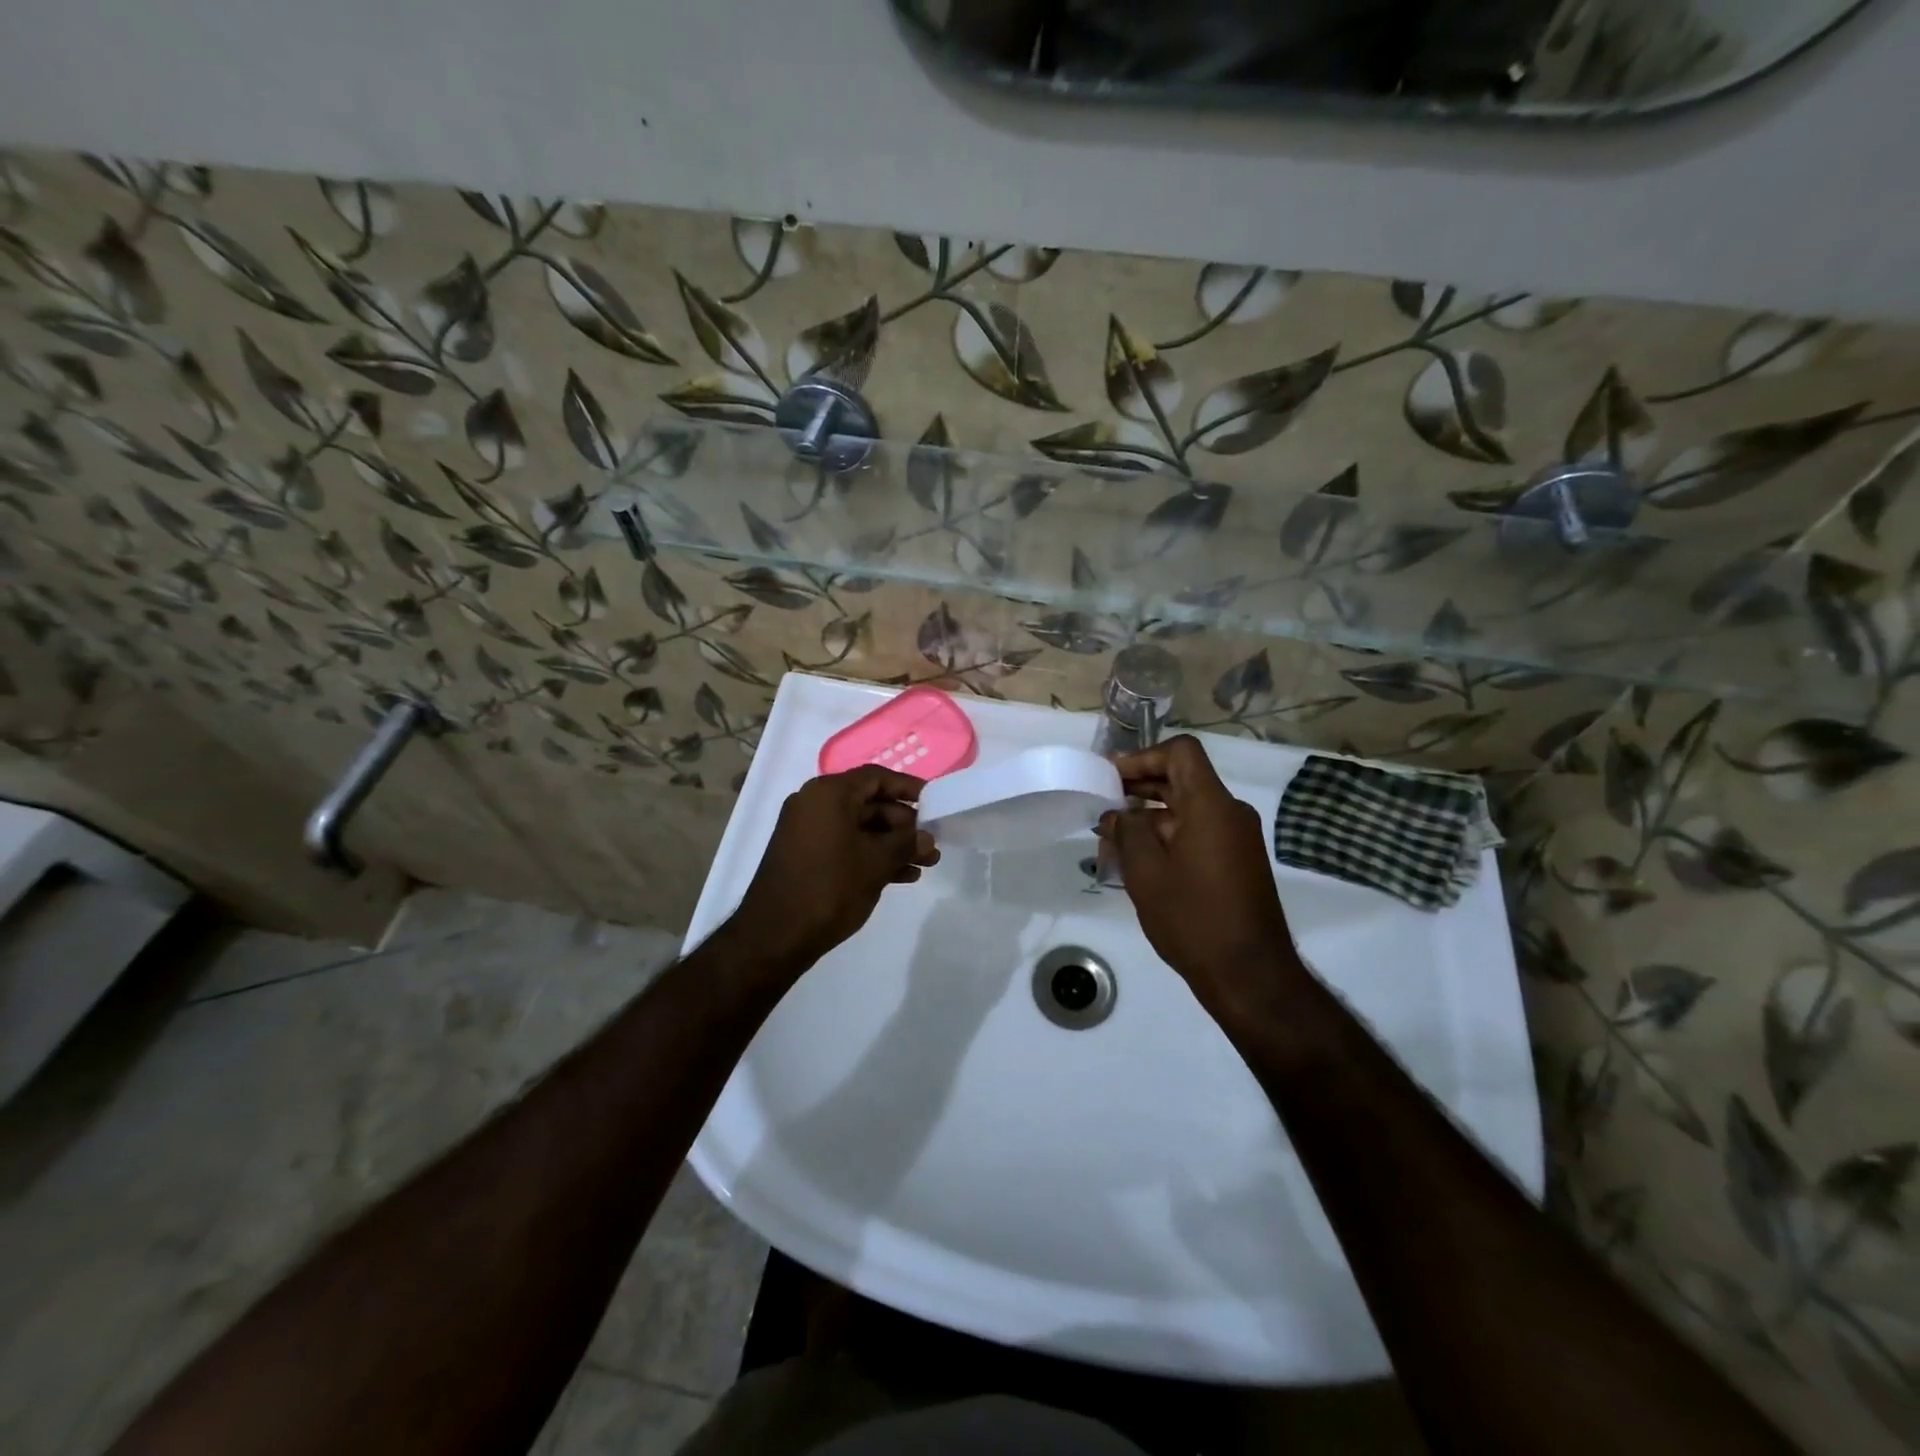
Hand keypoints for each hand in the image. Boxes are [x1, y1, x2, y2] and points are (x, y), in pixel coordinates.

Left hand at [730, 766, 938, 971]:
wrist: (775, 935)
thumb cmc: (830, 887)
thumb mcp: (877, 863)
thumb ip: (906, 844)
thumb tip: (926, 838)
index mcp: (828, 794)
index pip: (876, 777)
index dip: (908, 787)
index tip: (934, 801)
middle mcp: (814, 804)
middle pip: (869, 803)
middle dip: (904, 824)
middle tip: (931, 843)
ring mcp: (807, 831)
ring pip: (860, 828)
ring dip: (893, 844)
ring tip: (925, 864)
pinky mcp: (805, 855)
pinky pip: (846, 845)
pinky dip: (871, 856)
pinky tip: (902, 876)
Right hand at [1097, 735, 1304, 1026]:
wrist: (1250, 975)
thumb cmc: (1193, 918)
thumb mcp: (1146, 872)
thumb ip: (1127, 831)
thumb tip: (1118, 814)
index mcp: (1212, 805)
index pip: (1181, 752)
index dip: (1143, 756)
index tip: (1111, 778)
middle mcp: (1230, 813)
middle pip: (1182, 779)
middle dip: (1139, 787)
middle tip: (1102, 803)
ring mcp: (1237, 839)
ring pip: (1188, 809)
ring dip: (1150, 816)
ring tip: (1111, 838)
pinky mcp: (1237, 863)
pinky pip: (1199, 832)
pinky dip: (1168, 836)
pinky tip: (1138, 861)